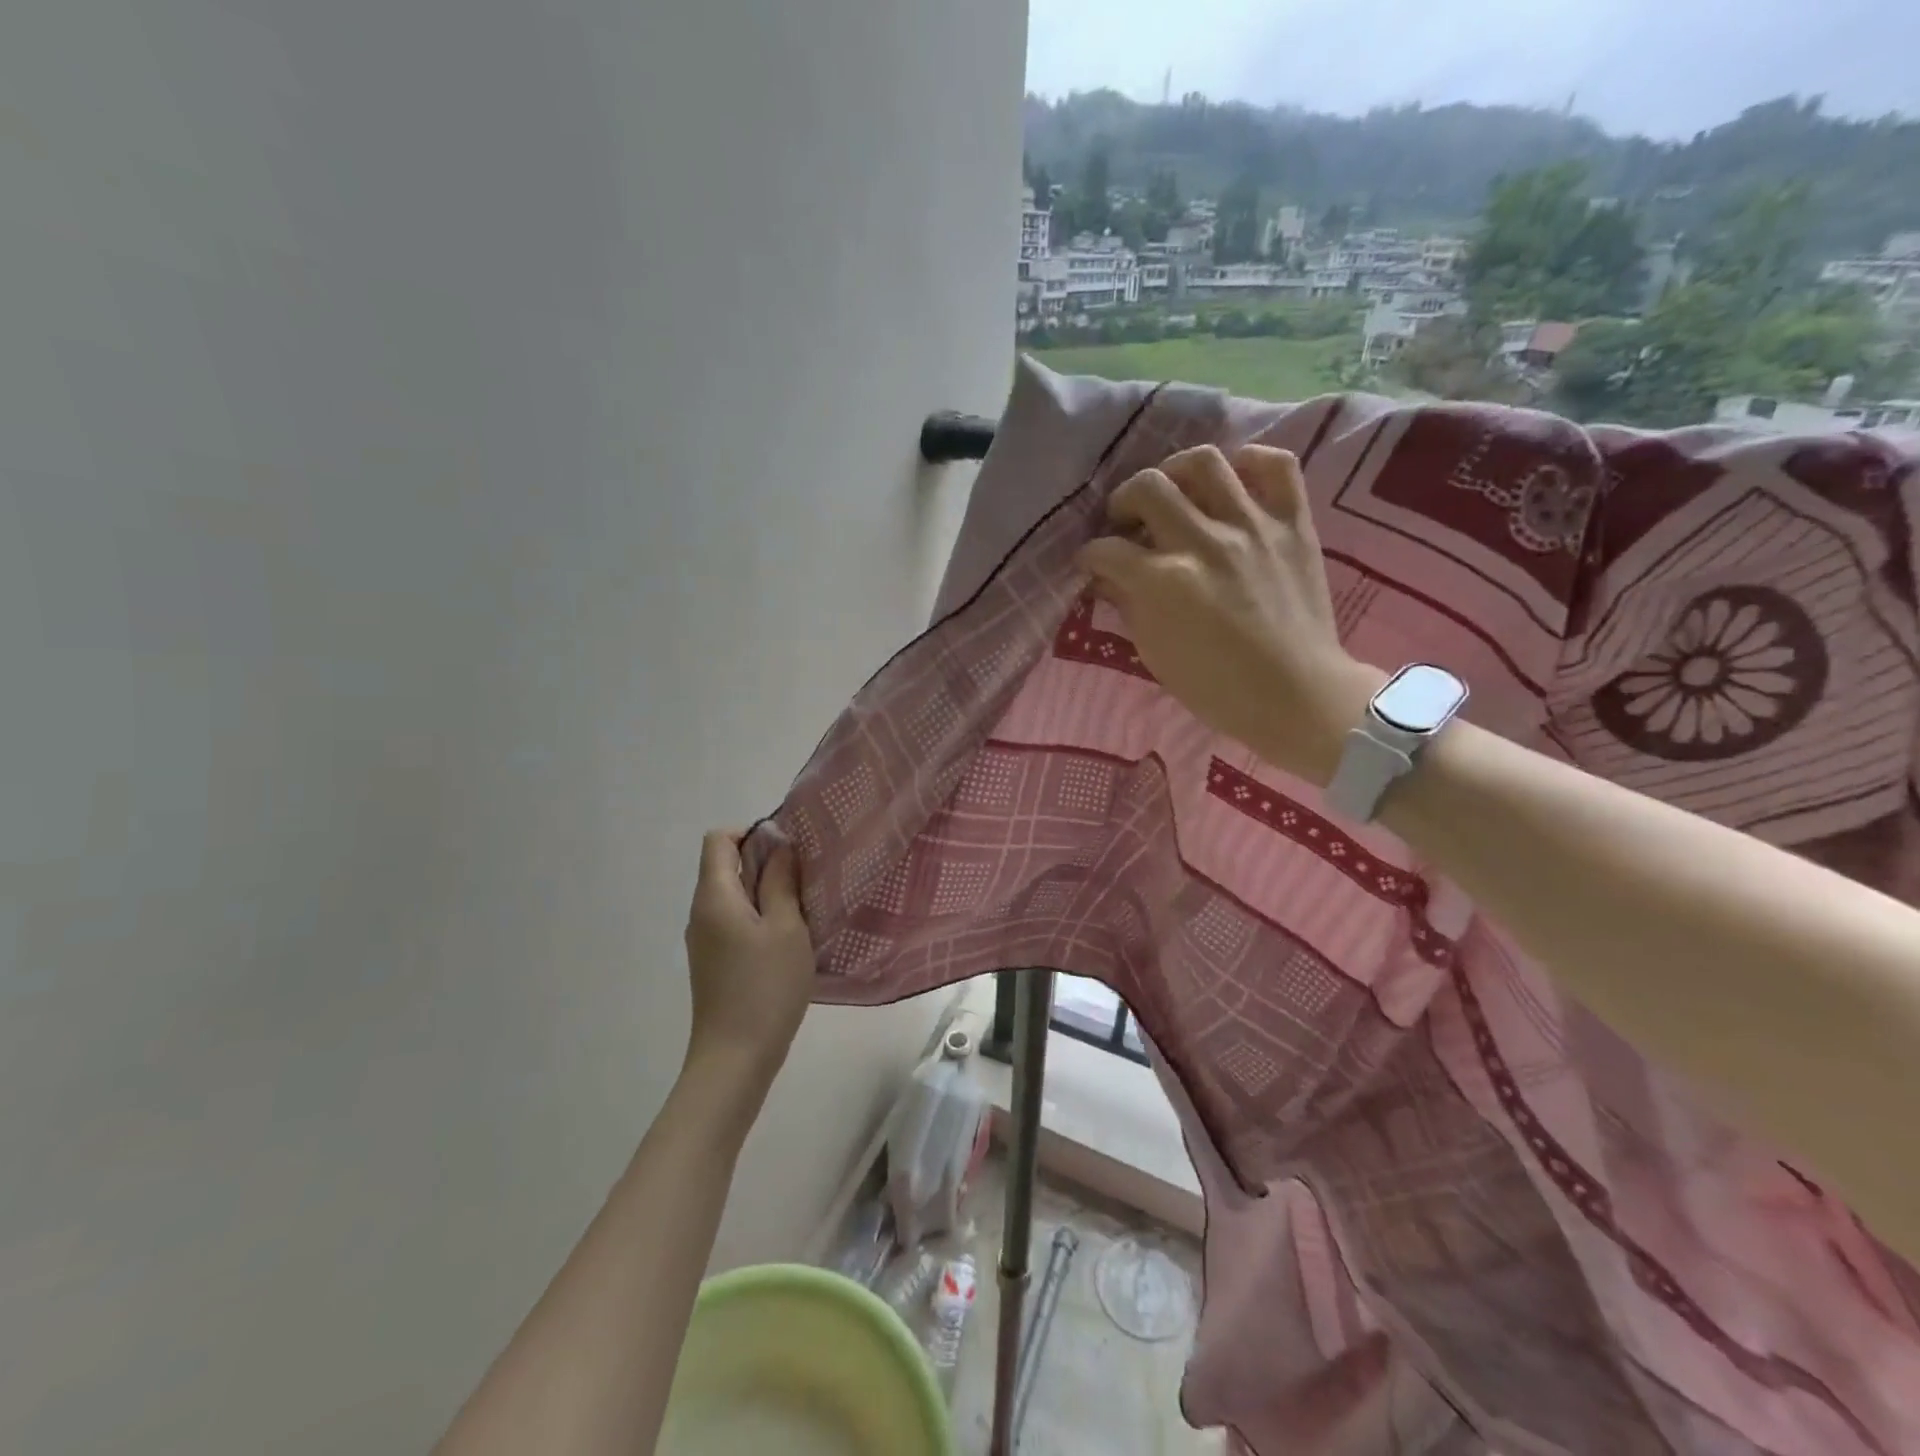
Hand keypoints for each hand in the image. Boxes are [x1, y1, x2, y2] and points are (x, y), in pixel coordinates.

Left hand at [682, 830, 814, 1087]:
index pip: (718, 839)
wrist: (734, 1059)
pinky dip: (759, 918)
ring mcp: (704, 940)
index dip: (751, 834)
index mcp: (714, 896)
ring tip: (802, 909)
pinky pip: (733, 921)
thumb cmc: (765, 987)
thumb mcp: (787, 928)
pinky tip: (788, 940)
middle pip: (725, 866)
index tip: (787, 852)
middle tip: (804, 880)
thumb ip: (781, 882)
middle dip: (764, 863)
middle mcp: (701, 912)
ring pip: (732, 896)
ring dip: (765, 892)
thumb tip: (779, 847)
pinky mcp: (713, 962)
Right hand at [1076, 444, 1384, 785]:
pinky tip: (1235, 480)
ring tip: (1175, 491)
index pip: (1107, 550)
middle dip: (1124, 499)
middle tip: (1127, 520)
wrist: (1295, 696)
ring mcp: (1253, 526)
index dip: (1090, 555)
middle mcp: (1203, 541)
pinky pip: (1277, 466)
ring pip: (1205, 462)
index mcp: (1164, 581)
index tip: (1092, 562)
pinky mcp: (1293, 524)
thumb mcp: (1154, 653)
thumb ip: (1128, 605)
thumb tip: (1109, 577)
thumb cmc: (1216, 687)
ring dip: (1177, 471)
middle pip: (1148, 487)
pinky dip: (1252, 462)